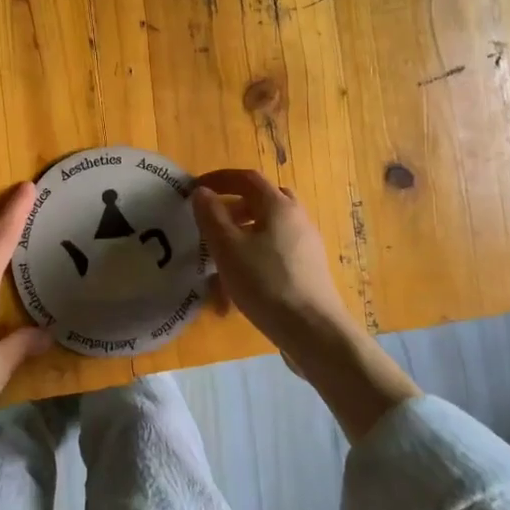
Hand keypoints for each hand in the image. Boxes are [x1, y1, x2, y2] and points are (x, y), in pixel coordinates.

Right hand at [192, 168, 419, 441]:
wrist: (313, 330)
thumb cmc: (265, 283)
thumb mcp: (227, 248)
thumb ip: (211, 215)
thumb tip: (202, 192)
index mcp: (279, 205)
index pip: (247, 178)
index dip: (219, 179)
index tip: (195, 189)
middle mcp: (297, 218)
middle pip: (262, 201)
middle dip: (234, 207)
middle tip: (212, 222)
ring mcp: (306, 245)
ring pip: (268, 229)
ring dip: (242, 236)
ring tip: (219, 262)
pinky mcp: (308, 269)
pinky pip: (275, 252)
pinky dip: (254, 258)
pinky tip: (238, 289)